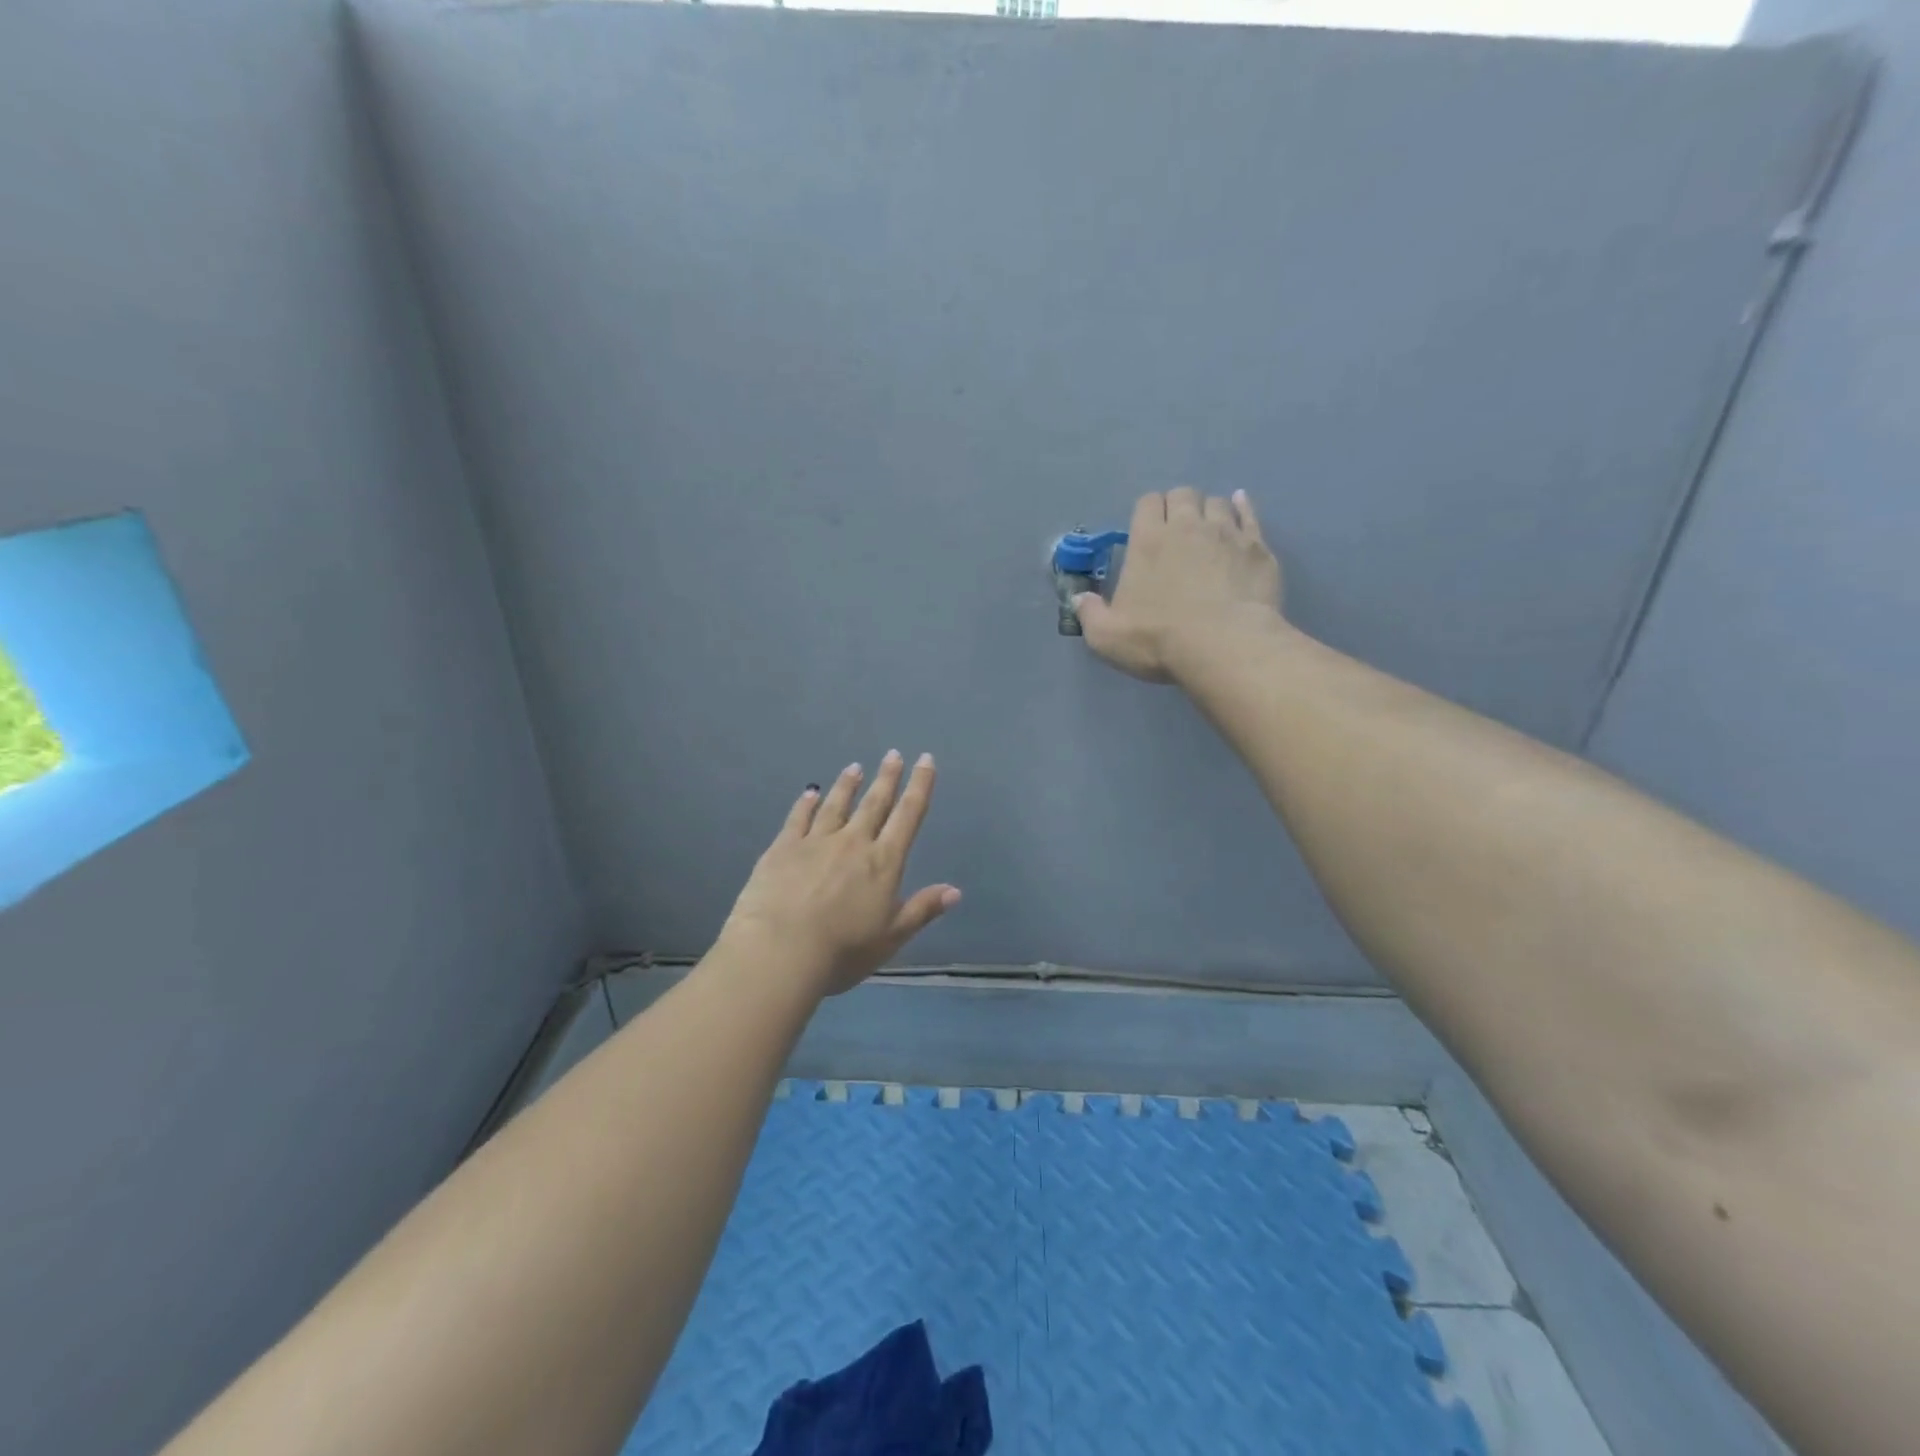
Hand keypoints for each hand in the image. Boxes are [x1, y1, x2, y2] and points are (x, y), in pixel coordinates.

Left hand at [719, 751, 960, 996]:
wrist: (779, 951)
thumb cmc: (842, 950)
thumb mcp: (891, 937)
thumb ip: (922, 910)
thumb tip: (954, 890)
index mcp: (883, 862)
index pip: (908, 816)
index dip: (920, 786)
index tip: (925, 760)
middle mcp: (853, 842)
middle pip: (874, 803)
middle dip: (887, 778)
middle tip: (893, 754)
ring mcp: (815, 841)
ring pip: (836, 805)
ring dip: (847, 785)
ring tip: (855, 767)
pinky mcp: (783, 848)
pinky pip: (798, 818)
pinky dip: (806, 803)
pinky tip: (810, 793)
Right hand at [1075, 487, 1283, 682]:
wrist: (1225, 646)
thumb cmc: (1159, 639)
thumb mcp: (1107, 636)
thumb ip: (1090, 614)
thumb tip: (1080, 599)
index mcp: (1148, 540)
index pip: (1147, 503)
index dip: (1147, 513)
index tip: (1146, 532)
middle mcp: (1188, 525)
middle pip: (1183, 494)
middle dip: (1178, 506)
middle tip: (1176, 533)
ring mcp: (1227, 534)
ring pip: (1218, 503)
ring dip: (1209, 512)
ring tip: (1208, 532)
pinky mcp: (1257, 548)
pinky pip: (1250, 515)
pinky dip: (1243, 509)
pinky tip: (1241, 509)